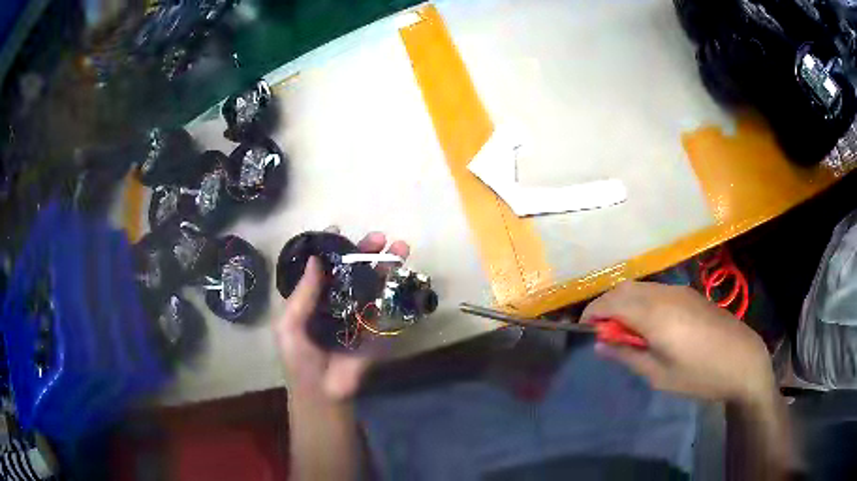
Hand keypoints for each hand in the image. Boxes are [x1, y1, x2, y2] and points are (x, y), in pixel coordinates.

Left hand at [274, 230, 409, 401]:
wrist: (323, 390)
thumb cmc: (299, 358)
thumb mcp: (290, 325)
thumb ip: (302, 294)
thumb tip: (315, 260)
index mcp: (312, 298)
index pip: (322, 267)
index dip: (330, 248)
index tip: (338, 230)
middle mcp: (335, 301)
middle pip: (351, 270)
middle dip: (364, 252)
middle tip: (379, 237)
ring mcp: (356, 313)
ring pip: (371, 282)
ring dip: (386, 264)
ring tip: (399, 246)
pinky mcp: (373, 328)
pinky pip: (383, 305)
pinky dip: (392, 288)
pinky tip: (401, 272)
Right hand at [582, 281, 773, 404]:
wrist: (743, 360)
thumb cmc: (699, 374)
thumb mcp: (659, 375)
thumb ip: (628, 356)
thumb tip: (601, 345)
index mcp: (655, 315)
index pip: (611, 301)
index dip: (592, 313)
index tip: (585, 331)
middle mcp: (664, 294)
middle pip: (624, 288)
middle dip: (606, 306)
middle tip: (604, 334)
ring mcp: (679, 291)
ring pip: (640, 287)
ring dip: (624, 303)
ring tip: (626, 333)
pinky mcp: (689, 294)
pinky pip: (656, 290)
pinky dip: (641, 302)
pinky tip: (649, 325)